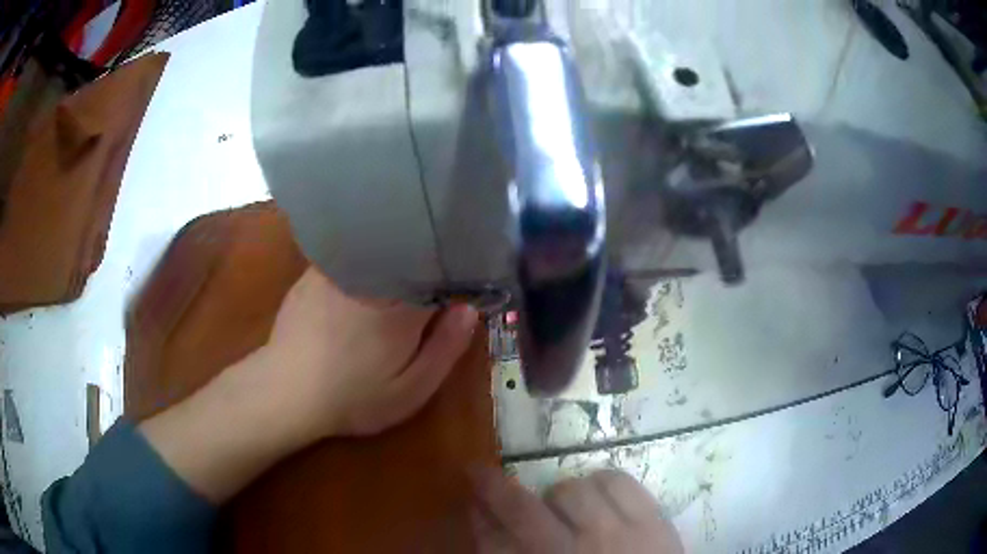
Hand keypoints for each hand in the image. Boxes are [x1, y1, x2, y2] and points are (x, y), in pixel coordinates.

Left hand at [141, 266, 477, 502]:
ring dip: (396, 251)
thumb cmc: (353, 396)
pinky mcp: (315, 271)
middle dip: (427, 256)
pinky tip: (365, 270)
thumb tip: (469, 308)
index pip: (441, 268)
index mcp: (403, 302)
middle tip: (436, 272)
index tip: (462, 281)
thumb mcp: (411, 389)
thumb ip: (446, 348)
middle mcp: (372, 273)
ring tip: (405, 262)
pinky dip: (365, 254)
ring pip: (380, 245)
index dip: (455, 272)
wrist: (286, 392)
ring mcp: (339, 267)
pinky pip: (350, 251)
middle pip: (411, 248)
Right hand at [470, 468, 683, 552]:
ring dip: (558, 495)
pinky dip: (601, 483)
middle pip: (521, 510)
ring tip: (566, 509)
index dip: (475, 515)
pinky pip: (618, 481)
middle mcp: (572, 553)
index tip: (469, 493)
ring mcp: (616, 535)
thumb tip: (487, 522)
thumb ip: (510, 553)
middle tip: (493, 483)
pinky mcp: (652, 521)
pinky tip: (600, 498)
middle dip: (495, 489)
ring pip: (572, 489)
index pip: (490, 543)